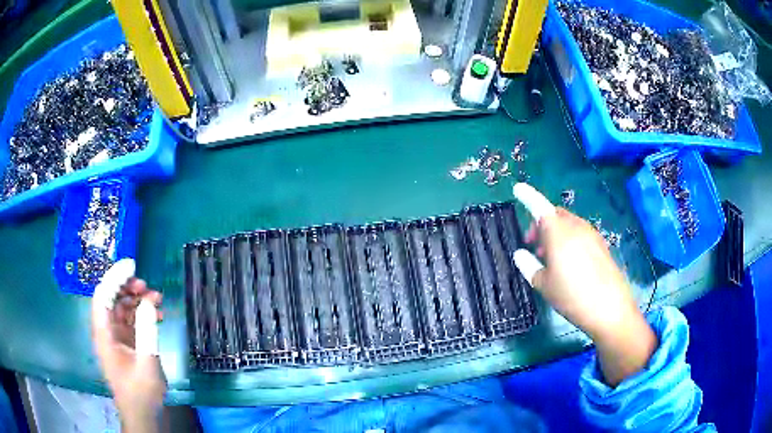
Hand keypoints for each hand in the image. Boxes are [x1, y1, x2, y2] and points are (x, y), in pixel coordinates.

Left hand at [91, 259, 164, 431]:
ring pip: (122, 308)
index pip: (102, 295)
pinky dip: (142, 315)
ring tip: (156, 298)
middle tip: (146, 285)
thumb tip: (147, 302)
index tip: (131, 265)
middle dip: (127, 287)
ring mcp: (115, 338)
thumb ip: (146, 331)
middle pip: (111, 298)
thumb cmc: (140, 392)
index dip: (114, 277)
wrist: (142, 414)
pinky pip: (131, 321)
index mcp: (104, 334)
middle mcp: (106, 331)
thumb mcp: (146, 363)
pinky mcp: (125, 344)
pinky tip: (156, 314)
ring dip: (137, 300)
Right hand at [522, 208, 639, 339]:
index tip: (517, 188)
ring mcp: (591, 234)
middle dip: (541, 223)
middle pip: (555, 214)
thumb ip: (529, 266)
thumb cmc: (572, 296)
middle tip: (533, 245)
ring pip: (568, 224)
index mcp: (558, 232)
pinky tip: (568, 262)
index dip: (527, 196)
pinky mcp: (601, 245)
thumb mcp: (544, 285)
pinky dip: (568, 239)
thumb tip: (520, 254)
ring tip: (549, 258)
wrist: (609, 308)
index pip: (539, 206)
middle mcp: (576, 227)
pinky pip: (580, 233)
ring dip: (555, 233)